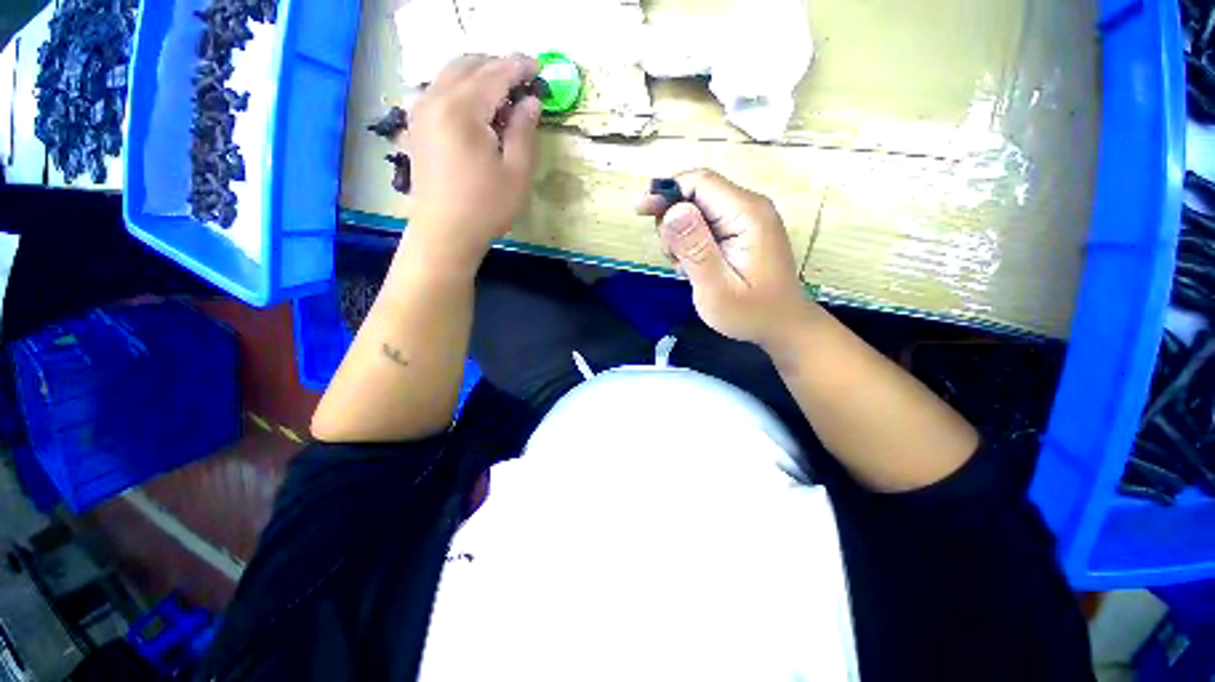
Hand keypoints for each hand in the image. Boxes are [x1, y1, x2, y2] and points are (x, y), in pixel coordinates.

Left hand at [403, 54, 540, 274]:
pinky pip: (439, 90)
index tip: (539, 68)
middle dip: (497, 65)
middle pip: (468, 64)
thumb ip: (524, 131)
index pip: (495, 73)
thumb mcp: (516, 172)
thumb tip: (531, 102)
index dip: (519, 67)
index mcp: (461, 109)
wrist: (445, 233)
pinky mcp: (417, 125)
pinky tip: (477, 109)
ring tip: (503, 94)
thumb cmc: (486, 207)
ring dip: (479, 75)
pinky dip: (461, 89)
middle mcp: (435, 99)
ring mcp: (421, 111)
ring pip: (450, 74)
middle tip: (523, 81)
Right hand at [638, 169, 812, 345]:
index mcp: (747, 214)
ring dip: (680, 233)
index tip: (641, 212)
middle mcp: (749, 207)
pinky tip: (693, 265)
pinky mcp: (742, 231)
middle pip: (697, 192)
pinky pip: (706, 223)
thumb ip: (695, 249)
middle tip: (671, 256)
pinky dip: (690, 241)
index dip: (666, 191)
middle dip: (672, 218)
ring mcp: (747, 218)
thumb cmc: (751, 313)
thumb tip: (672, 211)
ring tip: (684, 266)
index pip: (700, 182)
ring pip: (698, 208)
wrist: (782, 326)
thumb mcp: (716, 288)